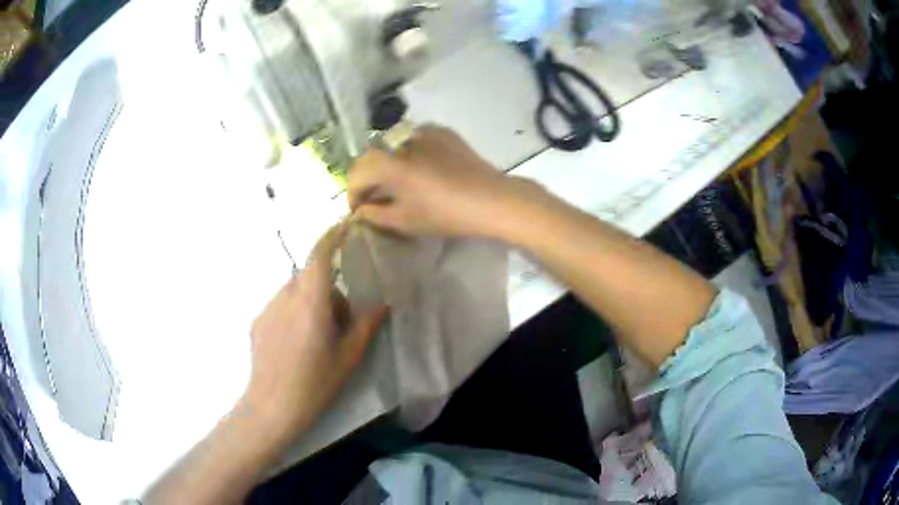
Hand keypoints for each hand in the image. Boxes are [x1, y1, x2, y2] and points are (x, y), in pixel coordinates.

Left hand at [243, 222, 387, 435]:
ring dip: (310, 302)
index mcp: (311, 301)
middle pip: (310, 277)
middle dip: (328, 289)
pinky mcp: (257, 321)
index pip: (320, 254)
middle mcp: (286, 296)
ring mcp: (268, 308)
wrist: (272, 406)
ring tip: (316, 339)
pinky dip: (293, 313)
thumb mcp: (348, 357)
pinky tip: (295, 346)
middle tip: (340, 322)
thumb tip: (382, 303)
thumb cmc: (315, 383)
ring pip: (295, 292)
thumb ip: (365, 324)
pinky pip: (281, 306)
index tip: (345, 225)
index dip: (332, 235)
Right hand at [348, 126, 522, 237]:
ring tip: (400, 182)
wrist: (491, 199)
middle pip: (372, 156)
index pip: (356, 173)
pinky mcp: (442, 131)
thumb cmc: (445, 214)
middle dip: (369, 177)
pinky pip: (415, 140)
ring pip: (393, 146)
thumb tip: (360, 210)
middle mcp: (401, 140)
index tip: (359, 209)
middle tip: (376, 197)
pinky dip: (410, 153)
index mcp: (389, 163)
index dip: (353, 192)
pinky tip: (421, 169)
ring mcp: (423, 132)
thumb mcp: (405, 221)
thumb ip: (375, 214)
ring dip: (389, 163)